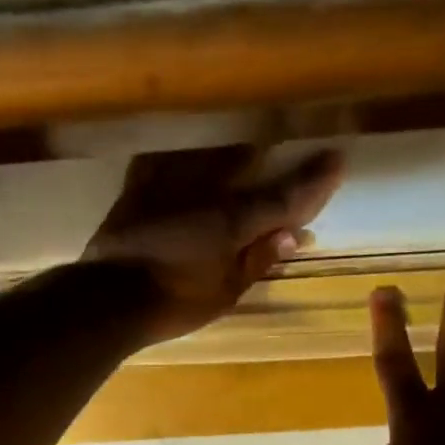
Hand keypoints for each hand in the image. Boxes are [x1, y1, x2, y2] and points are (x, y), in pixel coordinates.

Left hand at [84, 146, 343, 345]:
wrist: (107, 298)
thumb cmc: (174, 303)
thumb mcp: (226, 292)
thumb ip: (259, 259)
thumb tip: (292, 235)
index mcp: (234, 219)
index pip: (285, 195)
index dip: (315, 179)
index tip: (337, 157)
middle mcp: (205, 190)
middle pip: (246, 158)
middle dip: (267, 151)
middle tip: (281, 142)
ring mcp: (169, 182)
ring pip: (205, 150)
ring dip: (225, 149)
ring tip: (234, 147)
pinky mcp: (137, 186)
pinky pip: (161, 158)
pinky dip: (175, 157)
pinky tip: (178, 157)